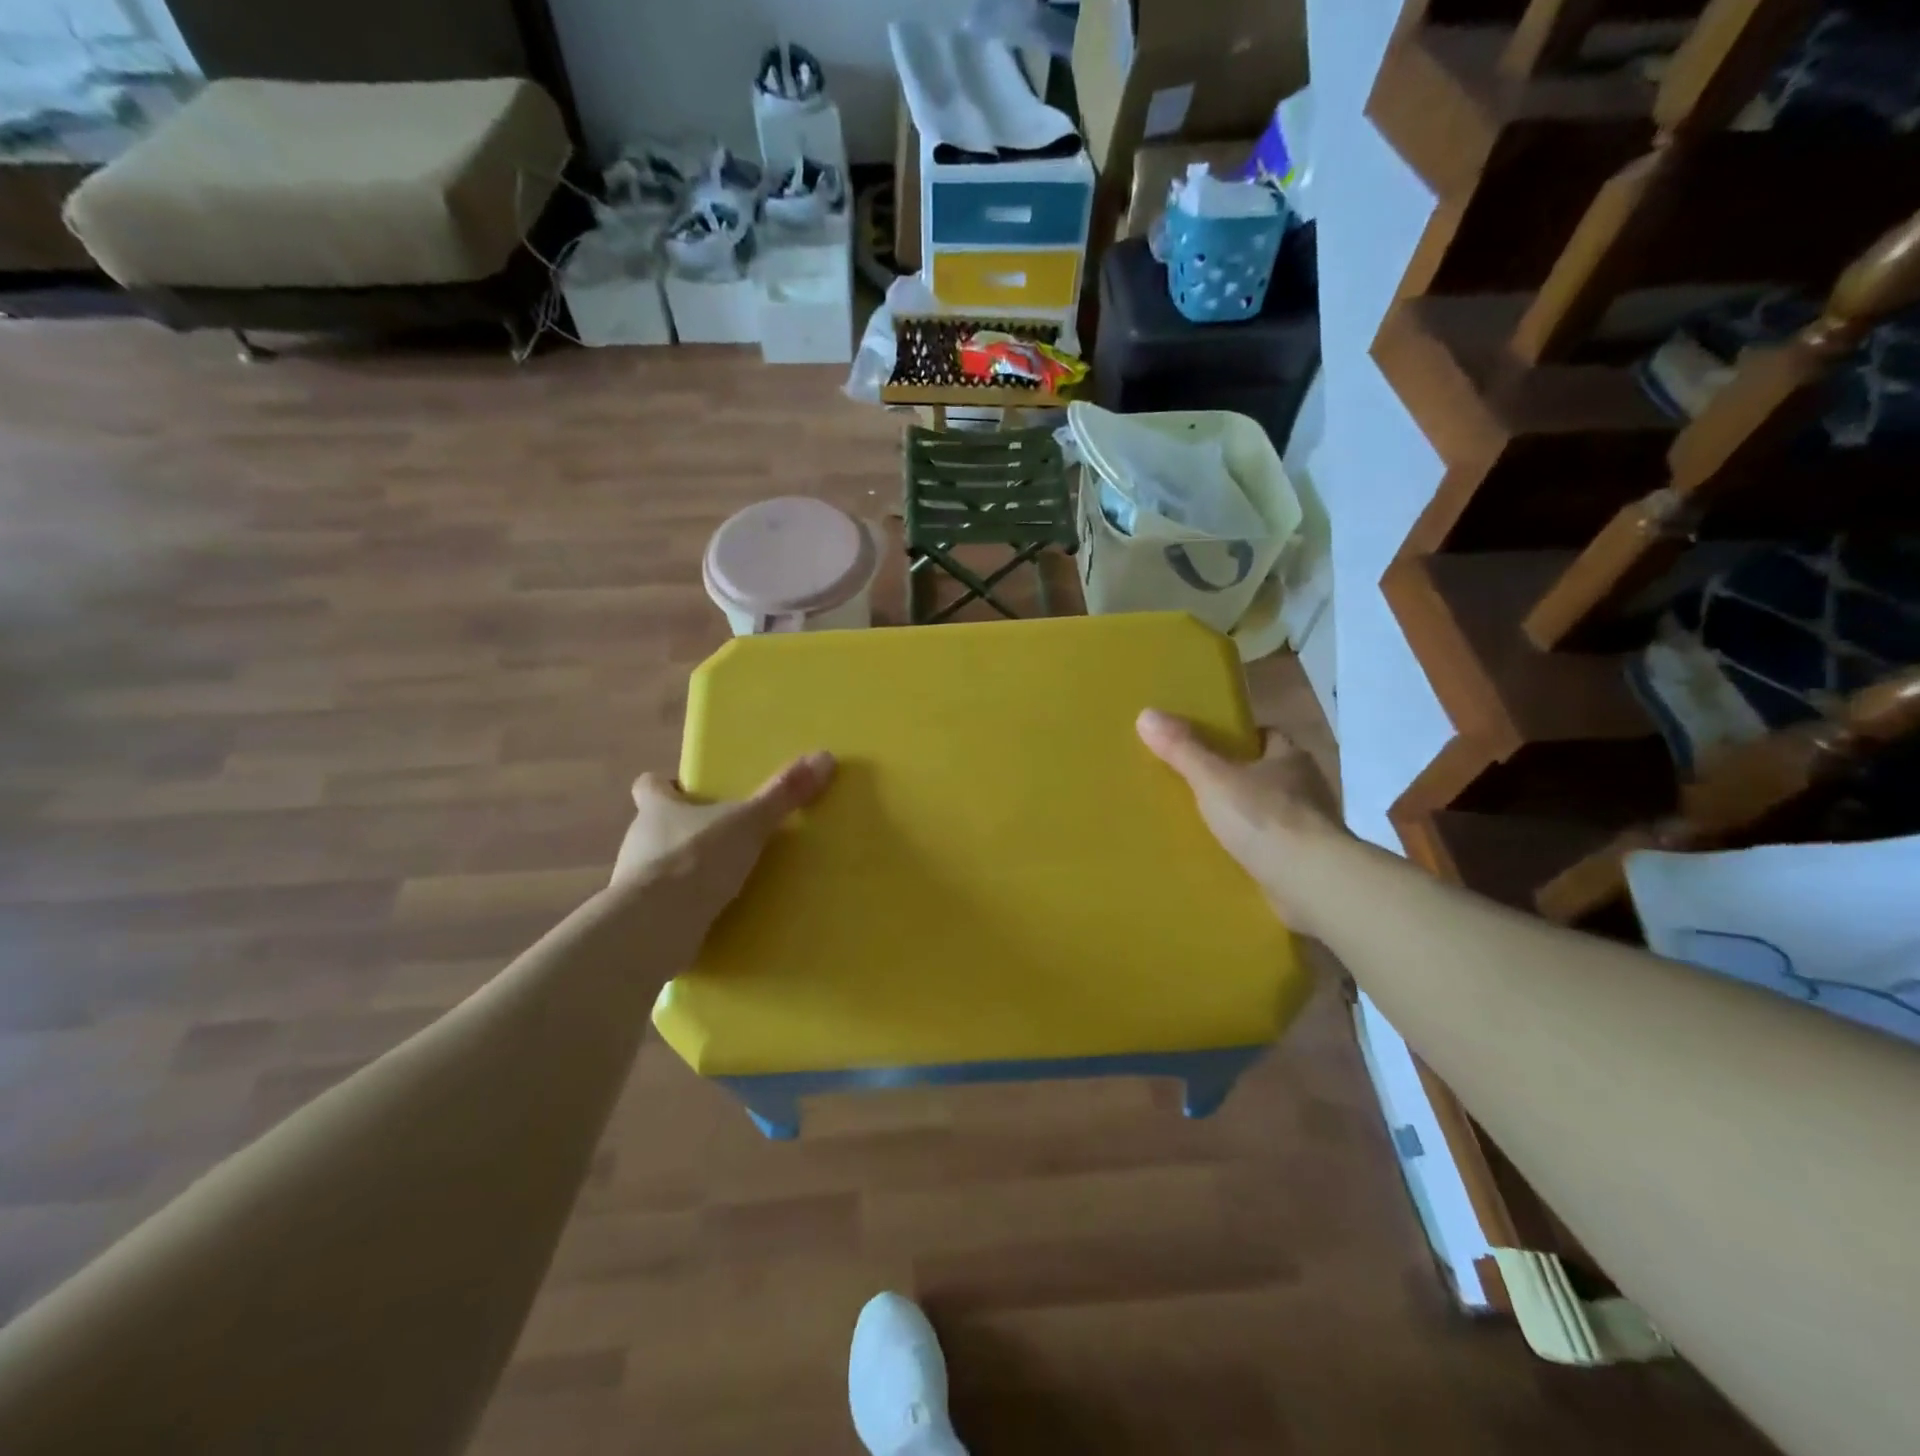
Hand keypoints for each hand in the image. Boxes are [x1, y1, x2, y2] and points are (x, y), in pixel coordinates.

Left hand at [611, 752, 835, 930]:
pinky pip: (666, 906)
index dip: (668, 784)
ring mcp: (636, 882)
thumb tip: (824, 756)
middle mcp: (639, 840)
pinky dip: (686, 907)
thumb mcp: (749, 822)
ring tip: (726, 879)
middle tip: (725, 835)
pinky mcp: (642, 918)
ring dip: (687, 870)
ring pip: (661, 866)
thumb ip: (783, 793)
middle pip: (657, 825)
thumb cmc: (696, 860)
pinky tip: (714, 915)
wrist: (657, 926)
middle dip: (686, 829)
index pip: (649, 785)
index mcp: (656, 809)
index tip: (692, 790)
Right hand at [1136, 709, 1351, 936]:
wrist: (1311, 882)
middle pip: (1267, 774)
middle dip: (1238, 779)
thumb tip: (1146, 714)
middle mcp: (1307, 787)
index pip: (1265, 736)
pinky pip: (1274, 848)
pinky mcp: (1309, 862)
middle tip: (1198, 786)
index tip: (1208, 746)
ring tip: (1207, 825)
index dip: (1238, 738)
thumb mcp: (1213, 779)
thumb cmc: (1265, 818)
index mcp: (1291, 758)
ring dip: (1247, 818)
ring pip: (1271, 812)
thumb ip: (1183, 749)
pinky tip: (1228, 858)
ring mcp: (1311, 827)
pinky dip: (1254, 851)